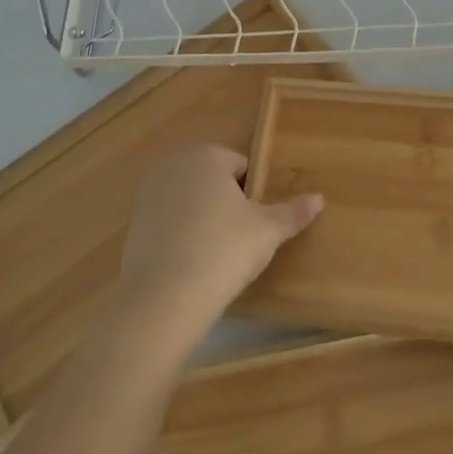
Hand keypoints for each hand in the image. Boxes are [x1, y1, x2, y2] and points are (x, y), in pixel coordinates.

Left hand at [117, 145, 322, 340]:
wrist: (164, 298)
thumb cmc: (224, 250)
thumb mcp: (267, 231)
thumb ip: (293, 212)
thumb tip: (319, 198)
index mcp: (206, 156)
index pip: (240, 166)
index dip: (254, 195)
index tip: (256, 224)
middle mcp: (172, 166)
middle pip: (212, 181)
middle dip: (227, 204)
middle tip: (240, 240)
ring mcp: (148, 195)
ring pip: (190, 203)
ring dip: (204, 220)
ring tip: (217, 255)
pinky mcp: (133, 226)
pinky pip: (169, 225)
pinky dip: (181, 237)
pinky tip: (191, 266)